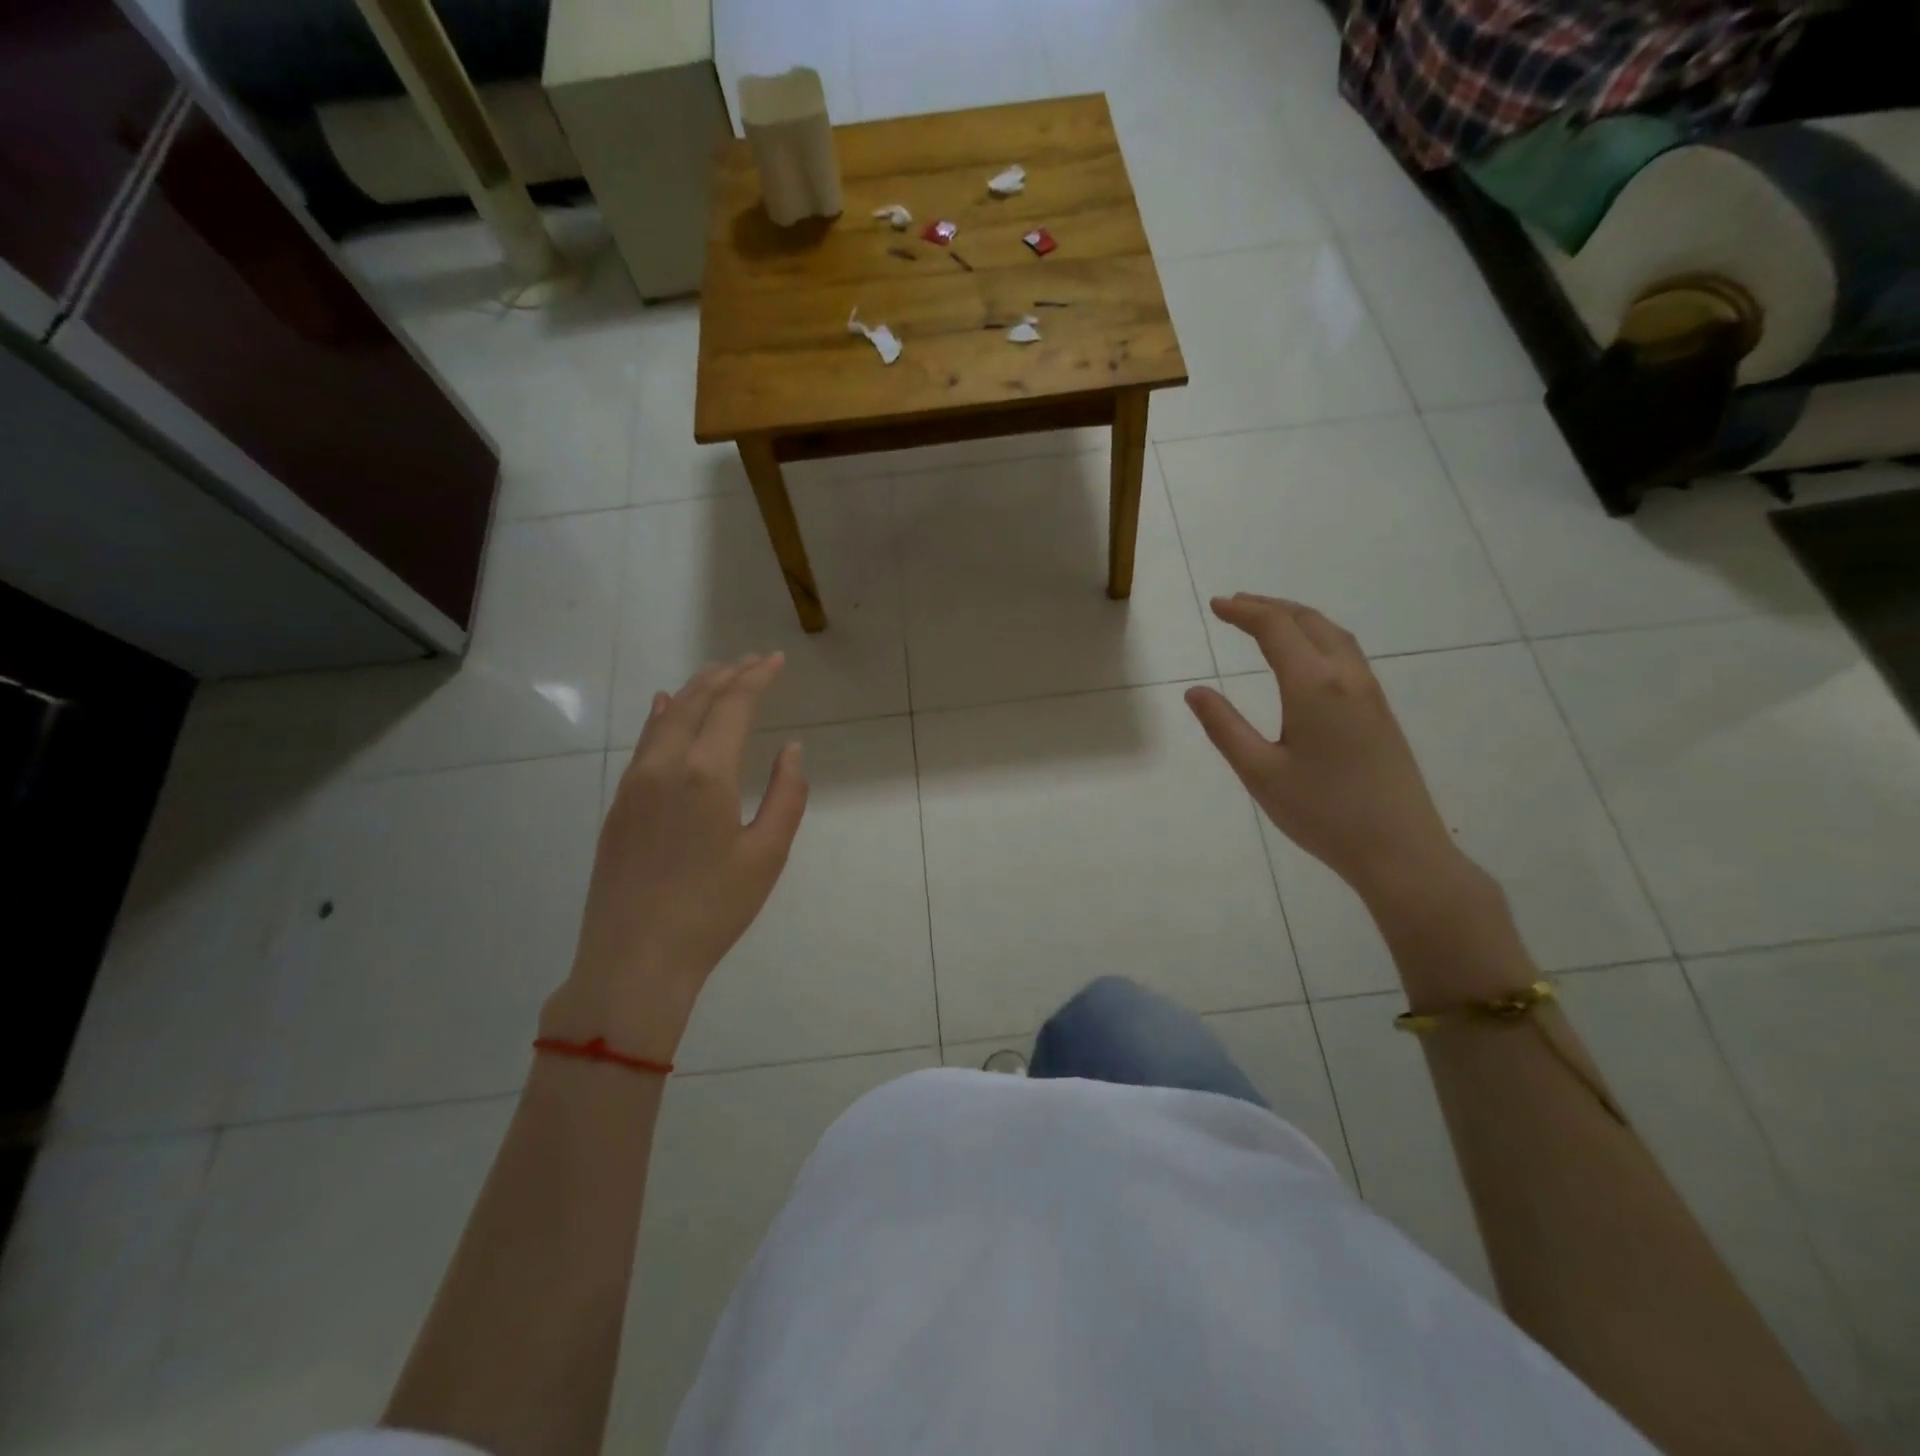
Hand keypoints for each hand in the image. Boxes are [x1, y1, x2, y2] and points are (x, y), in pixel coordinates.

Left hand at [543, 654, 808, 1060]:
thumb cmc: (712, 910)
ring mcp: (634, 784)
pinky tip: (664, 708)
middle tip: (754, 661)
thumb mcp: (767, 854)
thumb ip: (787, 795)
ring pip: (665, 718)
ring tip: (718, 674)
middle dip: (727, 676)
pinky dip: (661, 717)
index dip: (757, 678)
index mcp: (706, 773)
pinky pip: (644, 743)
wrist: (634, 960)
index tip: (776, 660)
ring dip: (695, 691)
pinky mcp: (619, 806)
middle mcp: (664, 766)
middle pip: (696, 702)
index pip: (732, 706)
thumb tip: (791, 750)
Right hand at [1184, 595, 1468, 908]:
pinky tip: (1306, 657)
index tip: (1215, 605)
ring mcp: (1370, 693)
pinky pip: (1346, 653)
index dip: (1243, 611)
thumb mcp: (1259, 772)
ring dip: (1297, 619)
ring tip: (1267, 620)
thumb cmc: (1322, 812)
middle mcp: (1346, 678)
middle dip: (1270, 607)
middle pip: (1308, 621)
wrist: (1400, 850)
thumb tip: (1195, 691)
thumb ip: (1224, 727)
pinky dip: (1317, 637)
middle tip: (1235, 605)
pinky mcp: (1380, 712)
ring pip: (1333, 635)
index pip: (1275, 628)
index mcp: (1313, 686)